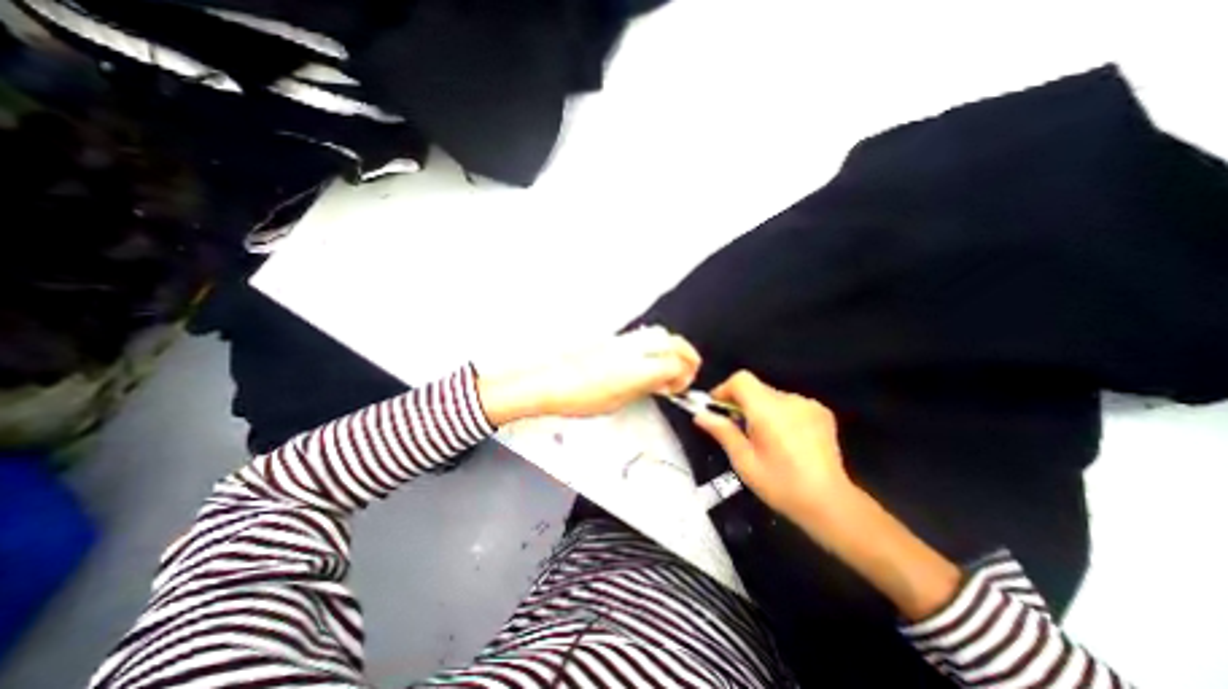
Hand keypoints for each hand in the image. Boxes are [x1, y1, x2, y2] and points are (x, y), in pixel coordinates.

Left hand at [477, 326, 694, 421]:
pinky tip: (648, 359)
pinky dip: (654, 345)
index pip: (676, 363)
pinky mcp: (614, 338)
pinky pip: (643, 336)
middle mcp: (634, 348)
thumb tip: (662, 382)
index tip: (679, 387)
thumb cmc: (577, 396)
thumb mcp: (619, 400)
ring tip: (668, 365)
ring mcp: (623, 340)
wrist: (550, 381)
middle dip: (686, 355)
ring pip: (659, 334)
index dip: (684, 376)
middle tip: (686, 370)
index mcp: (638, 369)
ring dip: (671, 347)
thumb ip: (645, 387)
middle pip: (673, 341)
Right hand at [696, 375, 850, 524]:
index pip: (741, 380)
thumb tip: (700, 415)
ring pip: (772, 396)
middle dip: (742, 403)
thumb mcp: (744, 461)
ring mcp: (809, 404)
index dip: (725, 389)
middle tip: (738, 429)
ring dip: (761, 409)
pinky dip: (780, 414)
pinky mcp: (821, 412)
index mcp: (768, 410)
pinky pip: (790, 404)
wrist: (831, 503)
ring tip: (764, 437)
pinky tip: (785, 439)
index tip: (717, 407)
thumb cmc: (780, 485)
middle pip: (756, 388)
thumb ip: (722, 432)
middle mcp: (789, 400)